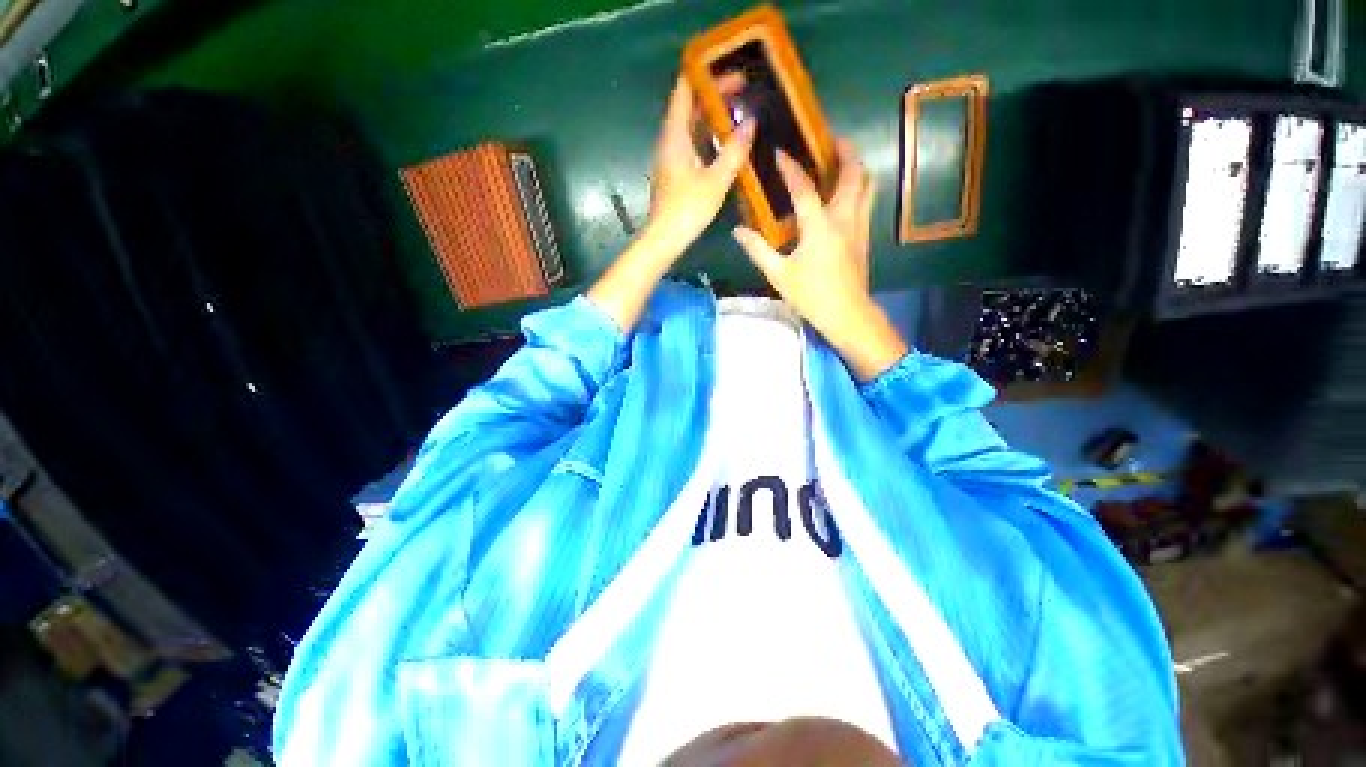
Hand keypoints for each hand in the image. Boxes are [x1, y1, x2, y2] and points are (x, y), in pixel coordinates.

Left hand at [643, 75, 755, 255]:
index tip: (732, 73)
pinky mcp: (674, 172)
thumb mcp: (716, 181)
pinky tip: (724, 144)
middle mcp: (669, 140)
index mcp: (675, 135)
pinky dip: (707, 136)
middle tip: (743, 91)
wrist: (663, 238)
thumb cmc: (687, 209)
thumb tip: (750, 124)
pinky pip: (691, 143)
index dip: (707, 75)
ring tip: (738, 112)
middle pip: (689, 105)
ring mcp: (670, 157)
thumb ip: (733, 152)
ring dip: (712, 116)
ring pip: (690, 125)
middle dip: (714, 94)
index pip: (685, 89)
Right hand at [732, 138, 906, 380]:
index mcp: (818, 227)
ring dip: (856, 166)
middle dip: (844, 151)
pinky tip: (845, 192)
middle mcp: (843, 217)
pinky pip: (866, 199)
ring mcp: (858, 225)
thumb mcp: (778, 275)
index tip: (779, 152)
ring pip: (867, 184)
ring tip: (841, 160)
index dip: (790, 168)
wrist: (846, 313)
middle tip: (830, 140)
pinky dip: (858, 186)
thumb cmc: (811, 295)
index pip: (804, 188)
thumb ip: (757, 250)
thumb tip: (737, 231)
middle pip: (853, 173)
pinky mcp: (864, 235)